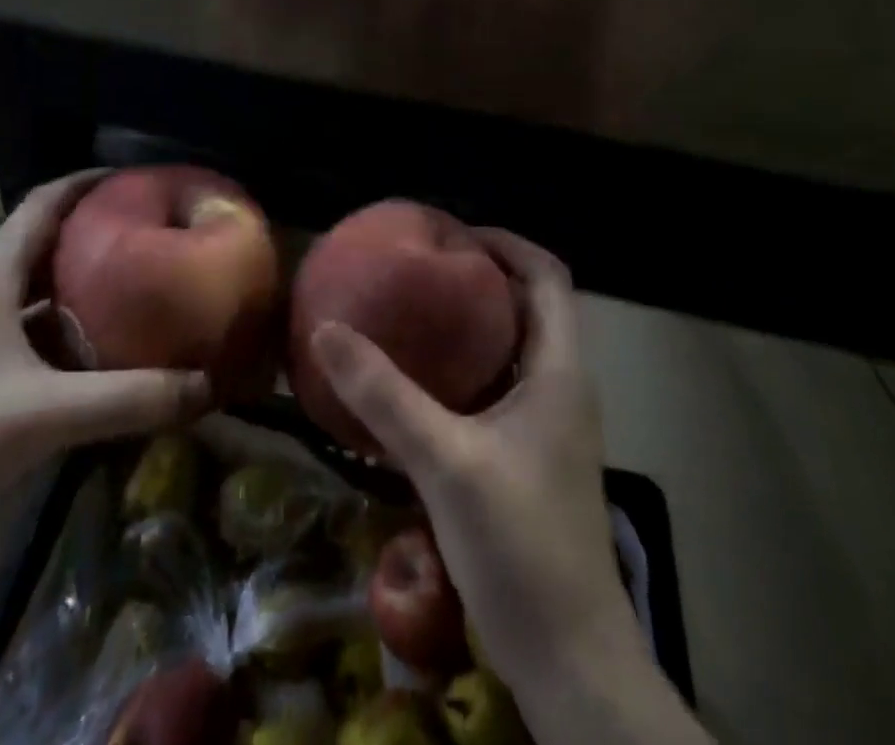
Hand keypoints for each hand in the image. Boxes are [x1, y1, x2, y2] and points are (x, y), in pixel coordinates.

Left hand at [0, 170, 210, 525]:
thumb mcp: (43, 414)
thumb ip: (129, 399)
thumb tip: (207, 385)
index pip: (44, 203)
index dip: (91, 181)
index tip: (143, 178)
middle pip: (49, 243)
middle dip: (102, 233)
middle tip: (160, 235)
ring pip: (44, 294)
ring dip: (89, 286)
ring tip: (147, 287)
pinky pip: (37, 339)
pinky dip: (74, 337)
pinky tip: (110, 356)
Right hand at [310, 233, 710, 744]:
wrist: (568, 659)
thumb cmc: (520, 545)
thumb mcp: (445, 461)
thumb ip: (385, 395)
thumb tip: (325, 331)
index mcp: (559, 370)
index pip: (548, 276)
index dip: (507, 244)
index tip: (454, 235)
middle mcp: (561, 386)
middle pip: (530, 306)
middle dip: (483, 278)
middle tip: (422, 268)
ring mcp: (548, 426)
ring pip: (513, 349)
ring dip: (472, 324)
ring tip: (414, 312)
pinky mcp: (529, 458)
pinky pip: (498, 389)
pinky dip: (465, 369)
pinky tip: (419, 383)